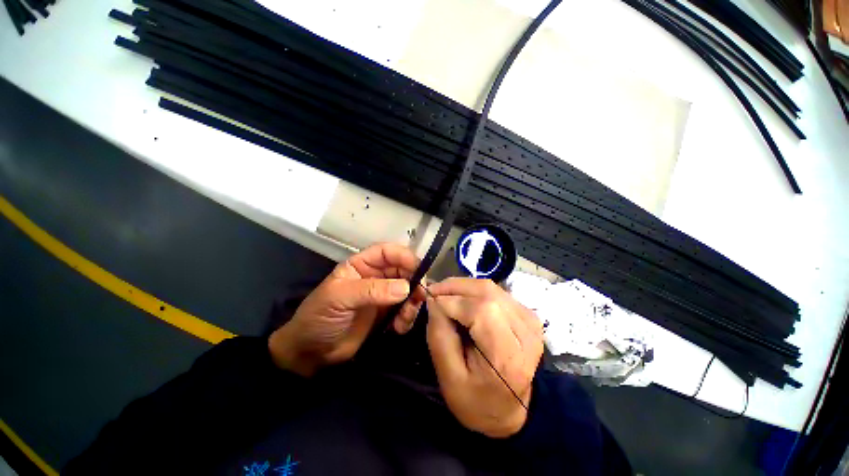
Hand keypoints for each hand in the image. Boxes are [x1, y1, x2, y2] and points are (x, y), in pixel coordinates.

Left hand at [269, 243, 425, 375]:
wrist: (312, 353)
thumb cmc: (319, 317)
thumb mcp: (339, 298)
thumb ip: (372, 290)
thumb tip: (405, 287)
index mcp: (361, 265)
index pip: (387, 252)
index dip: (404, 256)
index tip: (418, 269)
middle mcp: (375, 276)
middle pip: (403, 269)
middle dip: (414, 280)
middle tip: (421, 295)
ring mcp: (383, 296)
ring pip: (408, 289)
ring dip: (413, 301)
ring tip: (407, 316)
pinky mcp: (387, 314)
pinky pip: (406, 309)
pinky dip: (408, 316)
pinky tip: (400, 327)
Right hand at [426, 278, 543, 437]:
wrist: (510, 412)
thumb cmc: (476, 401)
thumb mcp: (448, 377)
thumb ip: (439, 335)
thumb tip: (433, 299)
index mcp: (508, 356)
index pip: (480, 311)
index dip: (452, 300)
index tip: (429, 299)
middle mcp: (526, 332)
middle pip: (487, 292)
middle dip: (455, 287)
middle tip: (434, 291)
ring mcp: (530, 320)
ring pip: (491, 287)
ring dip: (463, 287)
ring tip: (445, 295)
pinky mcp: (527, 314)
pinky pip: (496, 291)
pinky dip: (475, 291)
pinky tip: (463, 300)